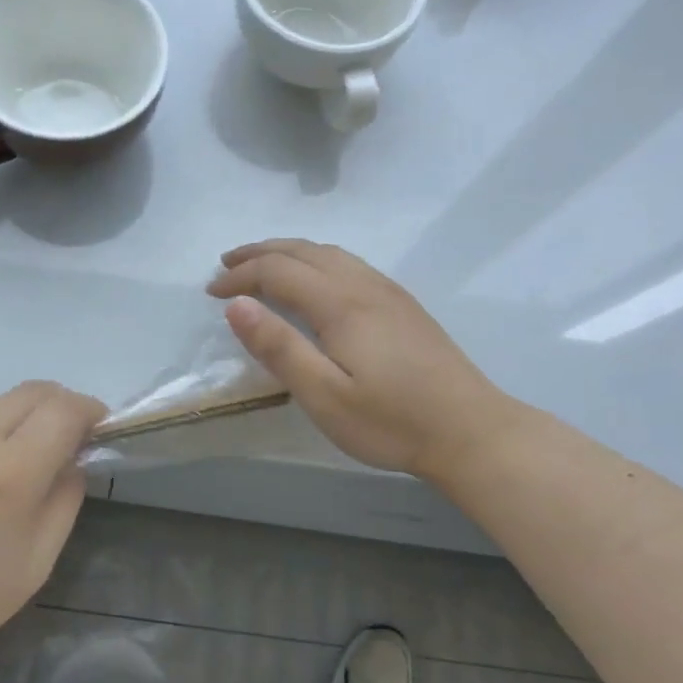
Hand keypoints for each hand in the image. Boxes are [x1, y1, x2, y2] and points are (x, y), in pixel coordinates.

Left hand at [0, 381, 105, 682]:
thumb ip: (64, 501)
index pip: (64, 409)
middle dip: (62, 404)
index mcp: (9, 475)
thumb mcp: (35, 564)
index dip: (90, 411)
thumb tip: (73, 461)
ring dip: (24, 418)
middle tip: (70, 438)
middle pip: (32, 391)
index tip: (99, 430)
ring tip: (23, 460)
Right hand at [208, 239, 512, 476]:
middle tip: (226, 264)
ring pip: (329, 253)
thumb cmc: (391, 421)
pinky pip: (348, 264)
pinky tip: (314, 281)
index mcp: (341, 304)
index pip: (278, 271)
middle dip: (260, 253)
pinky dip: (315, 260)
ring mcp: (388, 292)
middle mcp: (364, 286)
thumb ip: (279, 347)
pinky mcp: (403, 305)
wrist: (472, 431)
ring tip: (261, 265)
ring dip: (288, 252)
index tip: (211, 292)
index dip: (241, 276)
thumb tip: (236, 304)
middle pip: (303, 251)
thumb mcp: (324, 395)